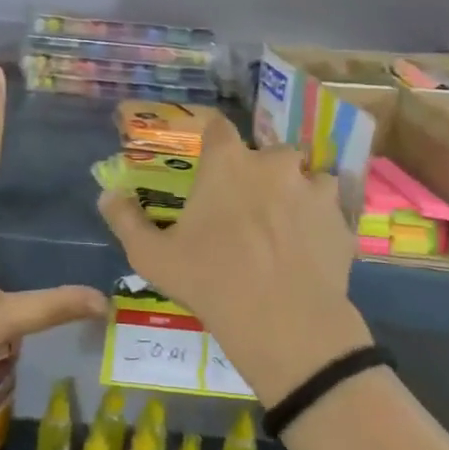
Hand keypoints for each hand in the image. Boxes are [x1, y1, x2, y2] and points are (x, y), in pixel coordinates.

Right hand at [98, 113, 372, 404]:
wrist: (285, 323)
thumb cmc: (210, 280)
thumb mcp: (152, 256)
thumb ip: (125, 219)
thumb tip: (107, 194)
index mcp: (228, 162)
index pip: (218, 126)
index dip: (212, 138)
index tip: (207, 157)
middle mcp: (274, 162)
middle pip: (264, 153)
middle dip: (255, 173)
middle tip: (242, 207)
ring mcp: (314, 189)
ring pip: (303, 178)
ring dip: (291, 193)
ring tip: (280, 227)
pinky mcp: (341, 220)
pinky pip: (328, 209)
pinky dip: (317, 221)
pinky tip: (305, 249)